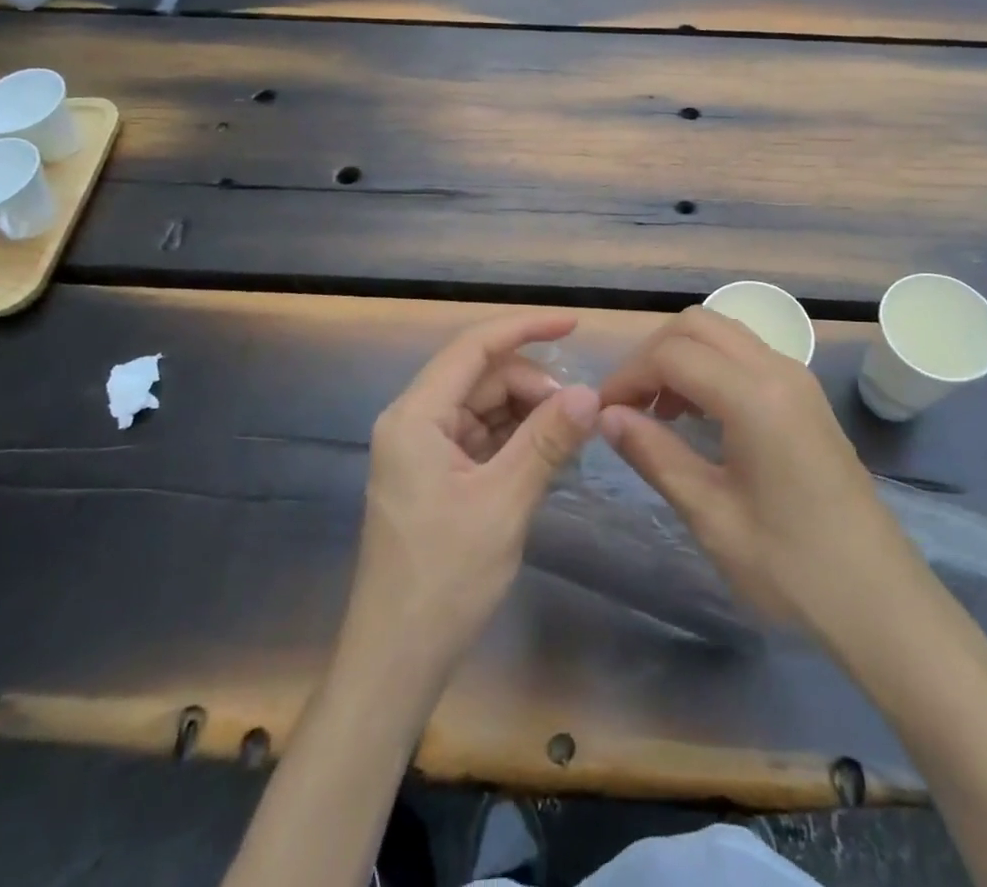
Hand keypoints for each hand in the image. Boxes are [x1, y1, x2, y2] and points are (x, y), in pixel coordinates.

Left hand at [341, 311, 602, 696]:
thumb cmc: (444, 580)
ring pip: (485, 407)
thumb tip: (590, 393)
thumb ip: (547, 441)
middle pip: (482, 378)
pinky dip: (516, 440)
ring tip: (571, 437)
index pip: (474, 347)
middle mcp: (414, 422)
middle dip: (533, 386)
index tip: (574, 323)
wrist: (396, 662)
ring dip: (528, 414)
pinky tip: (548, 456)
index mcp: (416, 417)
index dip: (525, 328)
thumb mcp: (504, 503)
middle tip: (581, 415)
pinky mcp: (435, 476)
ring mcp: (423, 450)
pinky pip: (483, 438)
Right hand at [597, 307, 922, 641]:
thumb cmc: (792, 567)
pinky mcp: (806, 396)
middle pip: (697, 324)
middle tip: (629, 405)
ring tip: (659, 411)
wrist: (882, 600)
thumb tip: (607, 416)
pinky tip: (699, 416)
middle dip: (653, 354)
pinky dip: (711, 366)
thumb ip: (655, 455)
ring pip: (724, 333)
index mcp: (754, 396)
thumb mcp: (711, 515)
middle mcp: (778, 369)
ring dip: (682, 356)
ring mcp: (798, 379)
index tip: (602, 413)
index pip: (672, 354)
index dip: (628, 376)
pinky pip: (746, 355)